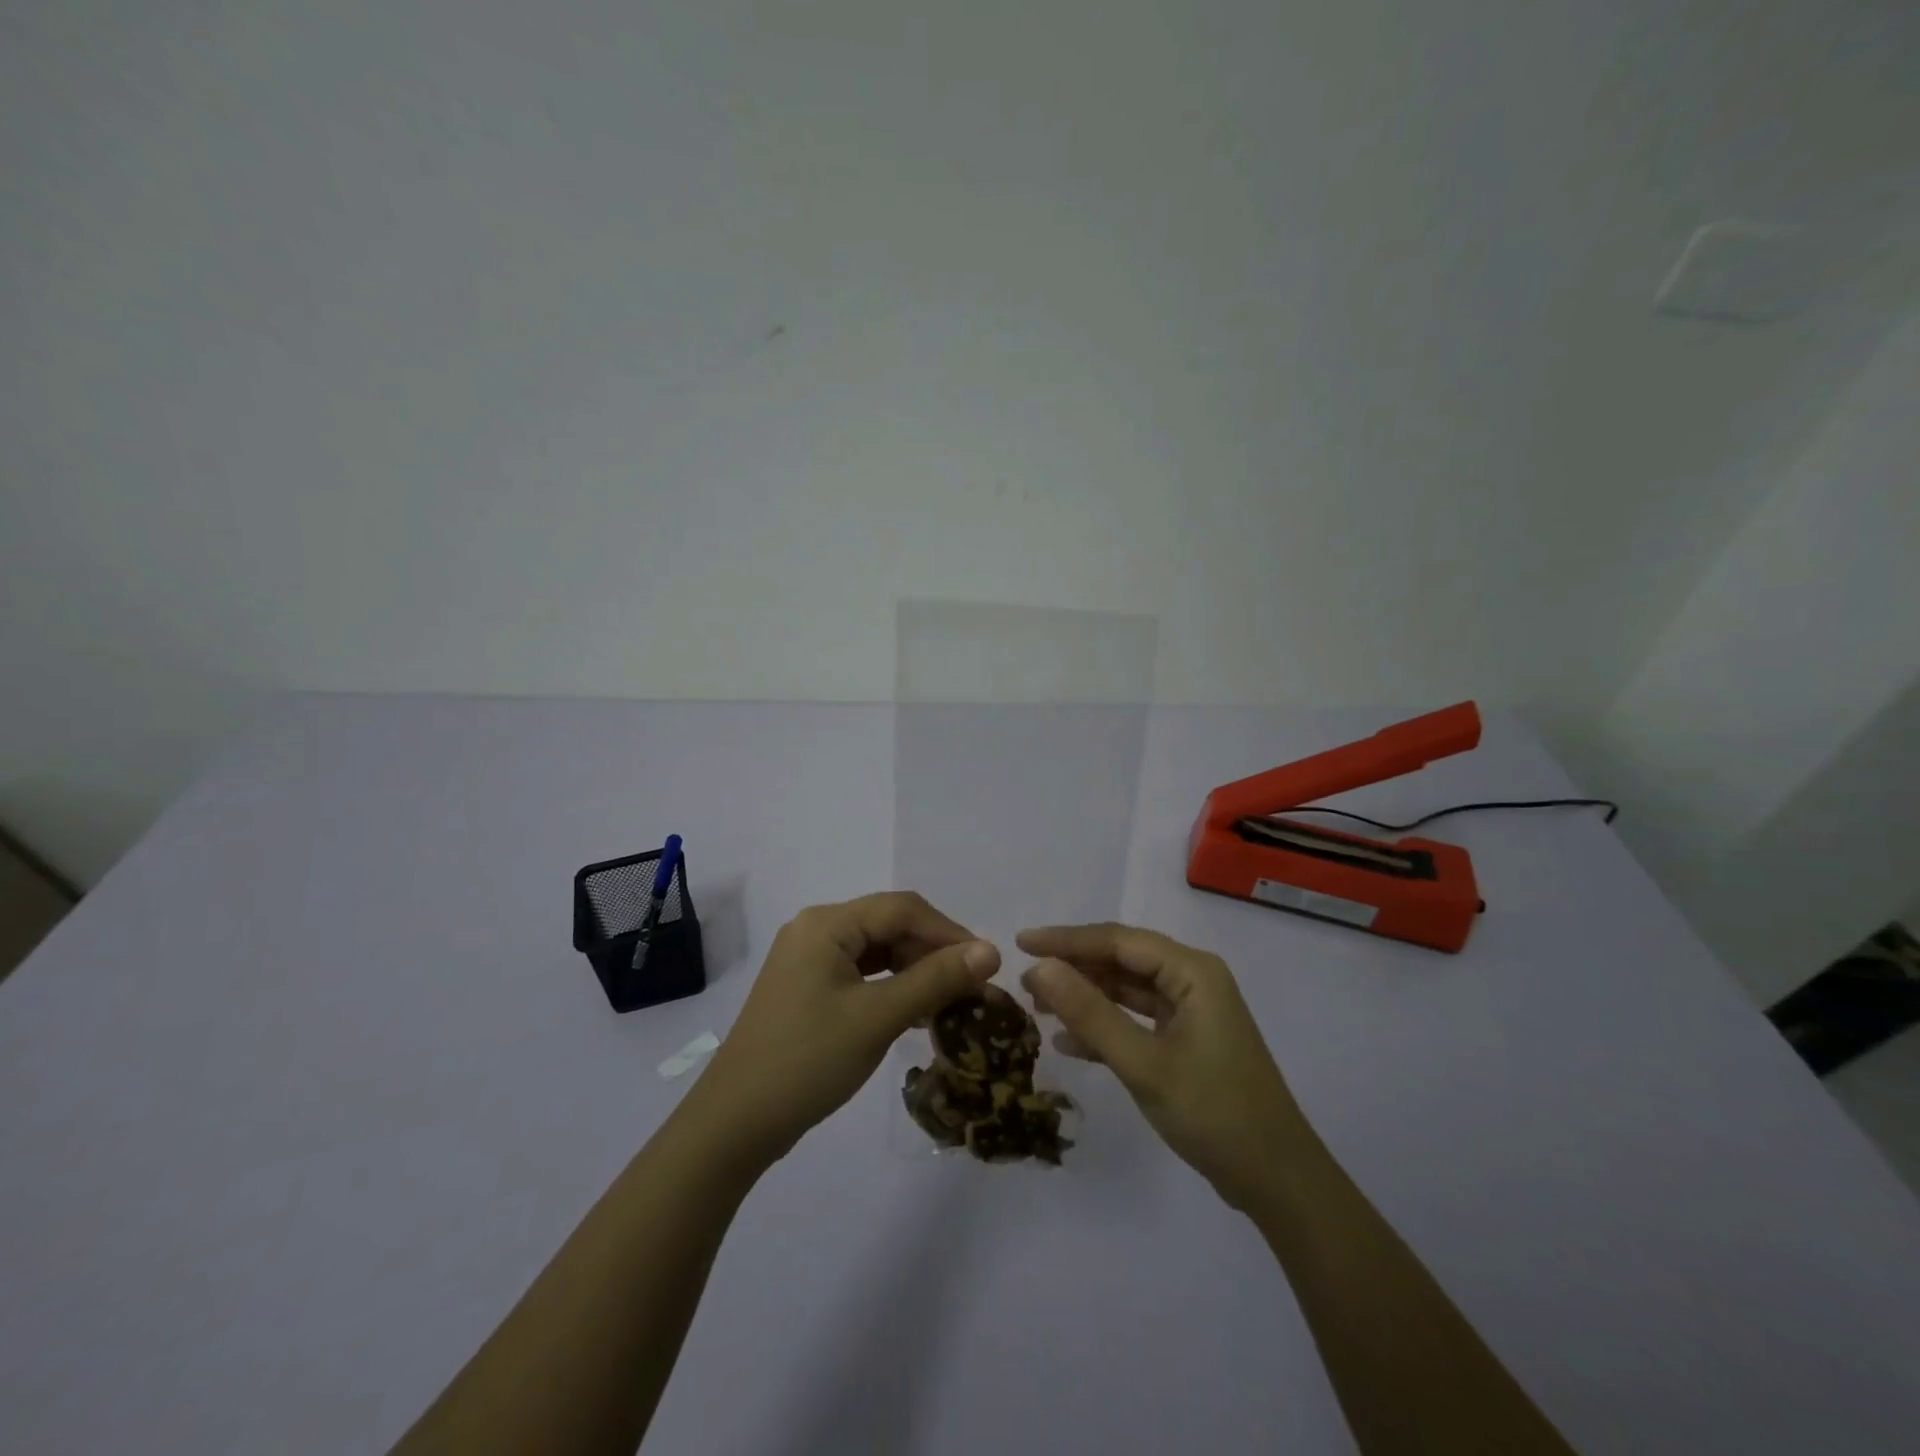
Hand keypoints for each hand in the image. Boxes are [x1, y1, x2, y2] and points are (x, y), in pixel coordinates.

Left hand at [686, 892, 999, 1169]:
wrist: (734, 1124)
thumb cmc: (808, 1061)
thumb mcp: (878, 1017)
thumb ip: (935, 979)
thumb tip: (992, 951)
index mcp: (826, 924)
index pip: (903, 909)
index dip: (949, 931)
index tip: (987, 964)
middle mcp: (816, 930)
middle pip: (889, 925)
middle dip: (933, 952)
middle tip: (973, 987)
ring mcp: (808, 960)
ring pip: (877, 951)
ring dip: (915, 971)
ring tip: (951, 1001)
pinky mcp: (807, 989)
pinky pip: (861, 974)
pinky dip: (892, 987)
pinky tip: (916, 1011)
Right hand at [1019, 923, 1311, 1211]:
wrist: (1277, 1181)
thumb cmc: (1214, 1113)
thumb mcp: (1144, 1064)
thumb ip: (1090, 1013)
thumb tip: (1041, 968)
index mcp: (1192, 971)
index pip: (1117, 940)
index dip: (1066, 940)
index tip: (1020, 943)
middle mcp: (1192, 980)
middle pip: (1121, 960)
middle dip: (1073, 968)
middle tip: (1024, 981)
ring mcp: (1191, 1012)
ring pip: (1126, 989)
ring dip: (1085, 997)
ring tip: (1037, 1006)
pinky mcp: (1187, 1041)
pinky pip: (1137, 1020)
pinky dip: (1105, 1026)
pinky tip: (1068, 1042)